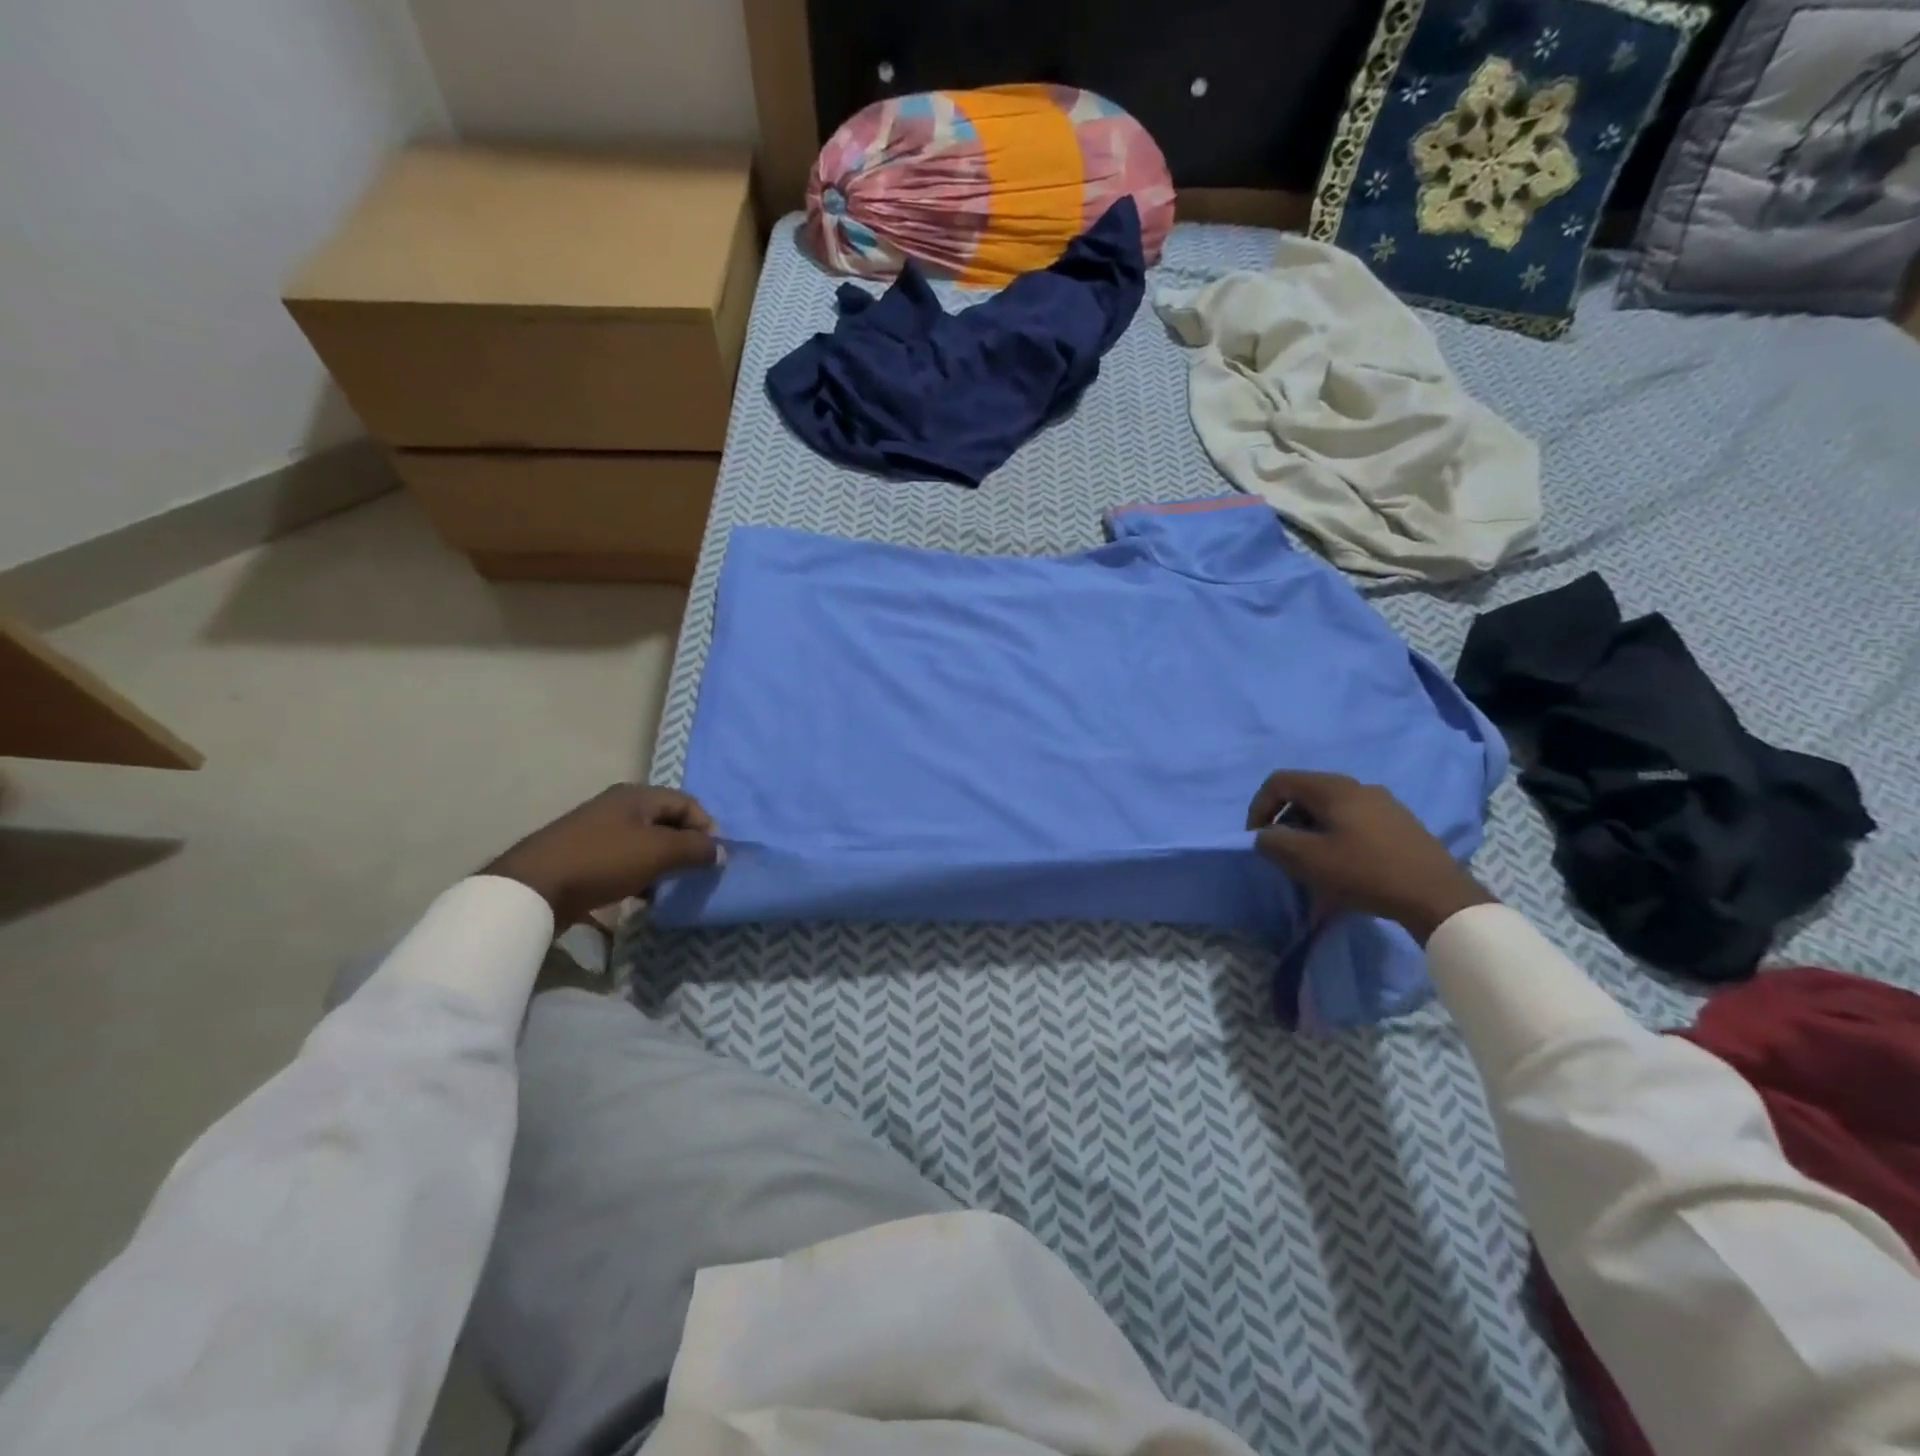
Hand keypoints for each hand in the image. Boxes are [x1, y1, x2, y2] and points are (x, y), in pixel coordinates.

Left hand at [483, 785, 719, 926]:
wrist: (533, 888)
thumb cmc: (603, 860)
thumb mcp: (658, 852)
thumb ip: (695, 849)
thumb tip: (721, 851)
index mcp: (637, 795)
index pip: (687, 803)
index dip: (706, 827)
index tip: (713, 857)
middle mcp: (619, 807)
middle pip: (667, 823)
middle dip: (686, 847)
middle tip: (696, 874)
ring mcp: (599, 832)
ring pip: (647, 845)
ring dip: (664, 865)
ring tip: (671, 889)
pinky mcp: (586, 858)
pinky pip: (626, 862)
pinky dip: (641, 876)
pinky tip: (643, 897)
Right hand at [1247, 771, 1494, 943]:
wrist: (1438, 897)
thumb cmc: (1365, 872)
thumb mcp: (1307, 860)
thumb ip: (1273, 842)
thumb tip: (1264, 836)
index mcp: (1333, 787)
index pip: (1279, 781)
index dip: (1259, 807)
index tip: (1258, 839)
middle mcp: (1358, 786)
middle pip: (1305, 794)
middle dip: (1284, 822)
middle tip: (1282, 854)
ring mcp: (1383, 804)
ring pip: (1329, 810)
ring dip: (1309, 833)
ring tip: (1311, 865)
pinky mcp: (1399, 825)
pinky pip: (1353, 823)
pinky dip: (1335, 839)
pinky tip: (1343, 868)